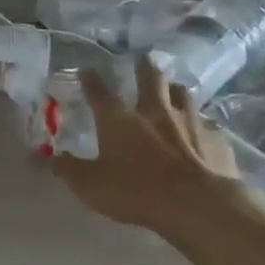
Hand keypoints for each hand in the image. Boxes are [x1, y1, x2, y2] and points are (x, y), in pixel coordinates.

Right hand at [51, 58, 248, 242]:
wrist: (198, 205)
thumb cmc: (135, 191)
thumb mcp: (90, 185)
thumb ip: (68, 169)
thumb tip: (48, 158)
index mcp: (118, 119)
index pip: (99, 91)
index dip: (90, 79)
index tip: (86, 69)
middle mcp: (154, 111)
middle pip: (150, 79)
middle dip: (144, 68)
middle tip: (143, 60)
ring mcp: (189, 122)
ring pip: (182, 94)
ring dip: (174, 89)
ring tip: (172, 88)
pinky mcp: (216, 139)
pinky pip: (207, 124)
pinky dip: (200, 123)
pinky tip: (201, 130)